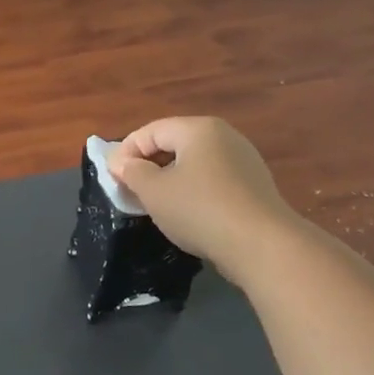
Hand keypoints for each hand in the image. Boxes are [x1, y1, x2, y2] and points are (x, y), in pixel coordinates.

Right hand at [107, 117, 293, 286]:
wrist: (262, 245)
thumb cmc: (199, 210)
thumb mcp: (154, 191)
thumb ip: (132, 172)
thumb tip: (121, 163)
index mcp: (198, 129)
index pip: (151, 131)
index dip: (126, 152)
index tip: (112, 178)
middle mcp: (224, 136)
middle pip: (174, 143)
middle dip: (147, 165)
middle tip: (129, 190)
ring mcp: (243, 160)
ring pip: (194, 163)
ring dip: (169, 179)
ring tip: (154, 203)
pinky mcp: (253, 185)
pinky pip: (212, 179)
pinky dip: (192, 190)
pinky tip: (186, 213)